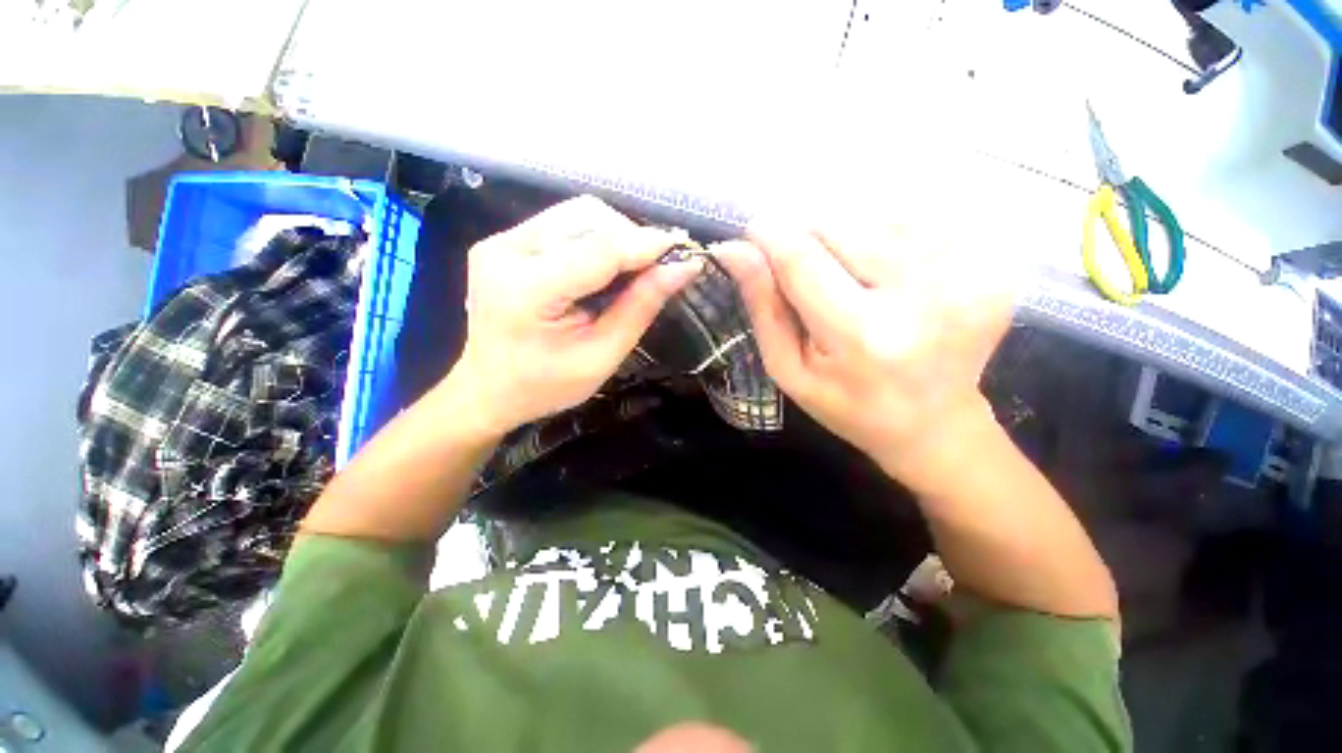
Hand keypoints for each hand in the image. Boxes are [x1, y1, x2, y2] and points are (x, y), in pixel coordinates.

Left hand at [450, 196, 701, 436]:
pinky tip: (605, 268)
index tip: (685, 253)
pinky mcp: (506, 241)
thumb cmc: (545, 386)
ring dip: (616, 236)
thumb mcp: (601, 357)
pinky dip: (596, 239)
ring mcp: (502, 240)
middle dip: (632, 240)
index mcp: (527, 288)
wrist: (488, 389)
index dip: (647, 246)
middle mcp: (507, 250)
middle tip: (656, 272)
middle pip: (588, 217)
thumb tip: (683, 268)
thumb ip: (640, 308)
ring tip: (632, 271)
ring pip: (579, 214)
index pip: (600, 249)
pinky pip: (565, 223)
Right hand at [715, 220, 1015, 482]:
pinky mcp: (990, 264)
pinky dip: (887, 236)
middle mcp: (921, 296)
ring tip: (851, 279)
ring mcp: (966, 274)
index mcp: (863, 335)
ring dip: (848, 236)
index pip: (801, 258)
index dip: (769, 236)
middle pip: (839, 224)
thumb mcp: (789, 369)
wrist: (936, 425)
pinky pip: (917, 220)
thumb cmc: (847, 404)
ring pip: (876, 213)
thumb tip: (735, 249)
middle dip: (808, 237)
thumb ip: (763, 308)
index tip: (753, 234)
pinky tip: (886, 274)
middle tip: (808, 274)